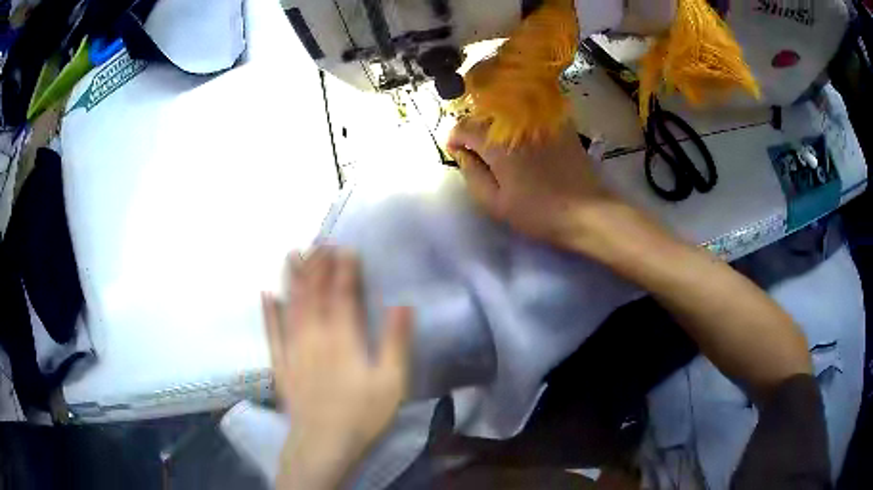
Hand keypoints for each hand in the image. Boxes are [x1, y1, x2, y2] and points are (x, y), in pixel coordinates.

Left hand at [261, 247, 412, 488]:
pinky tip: (267, 295)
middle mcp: (315, 337)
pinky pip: (272, 332)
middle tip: (319, 241)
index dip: (345, 269)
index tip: (346, 247)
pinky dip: (269, 312)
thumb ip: (396, 343)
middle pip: (314, 294)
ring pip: (291, 306)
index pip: (343, 295)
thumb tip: (403, 305)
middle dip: (317, 265)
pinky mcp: (281, 364)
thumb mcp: (392, 382)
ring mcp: (294, 349)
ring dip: (292, 278)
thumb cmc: (362, 414)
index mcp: (343, 339)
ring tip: (292, 253)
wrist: (323, 443)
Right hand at [447, 120, 617, 250]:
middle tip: (478, 151)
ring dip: (497, 124)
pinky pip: (532, 113)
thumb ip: (471, 174)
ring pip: (508, 110)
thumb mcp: (494, 202)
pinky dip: (521, 120)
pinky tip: (525, 138)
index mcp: (497, 142)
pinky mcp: (560, 123)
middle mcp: (517, 122)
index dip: (455, 139)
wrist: (586, 211)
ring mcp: (541, 120)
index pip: (464, 126)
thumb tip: (461, 153)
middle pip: (485, 115)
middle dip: (475, 130)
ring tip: (501, 145)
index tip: (457, 153)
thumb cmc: (537, 211)